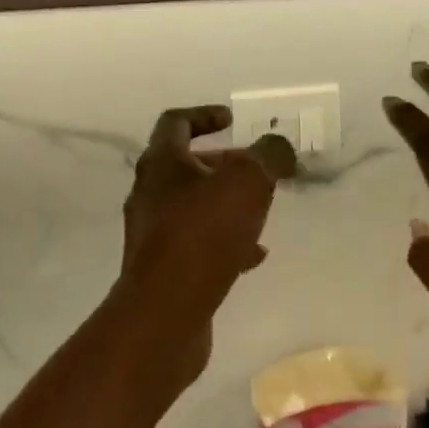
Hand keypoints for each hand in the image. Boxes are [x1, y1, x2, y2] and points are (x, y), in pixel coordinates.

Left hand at [111, 106, 295, 396]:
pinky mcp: (163, 269)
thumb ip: (268, 156)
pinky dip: (225, 242)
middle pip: (186, 166)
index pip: (175, 122)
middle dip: (224, 164)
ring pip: (194, 206)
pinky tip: (254, 255)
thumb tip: (278, 146)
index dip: (204, 114)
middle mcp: (150, 193)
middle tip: (257, 171)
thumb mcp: (247, 182)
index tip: (231, 119)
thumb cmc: (202, 234)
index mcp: (162, 163)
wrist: (164, 313)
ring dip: (227, 204)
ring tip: (261, 213)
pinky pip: (197, 244)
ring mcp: (153, 233)